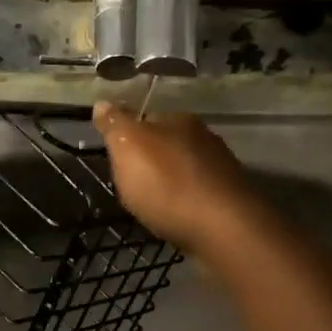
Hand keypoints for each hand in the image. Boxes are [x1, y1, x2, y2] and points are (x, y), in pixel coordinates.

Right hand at [92, 101, 260, 255]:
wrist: (221, 227)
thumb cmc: (166, 183)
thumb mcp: (128, 148)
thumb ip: (114, 124)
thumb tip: (101, 103)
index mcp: (179, 120)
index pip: (147, 118)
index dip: (129, 137)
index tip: (117, 159)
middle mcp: (204, 137)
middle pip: (168, 144)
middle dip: (152, 161)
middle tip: (133, 184)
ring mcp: (221, 168)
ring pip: (185, 169)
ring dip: (171, 182)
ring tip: (154, 203)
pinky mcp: (230, 198)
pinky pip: (199, 194)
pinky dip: (186, 202)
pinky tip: (177, 216)